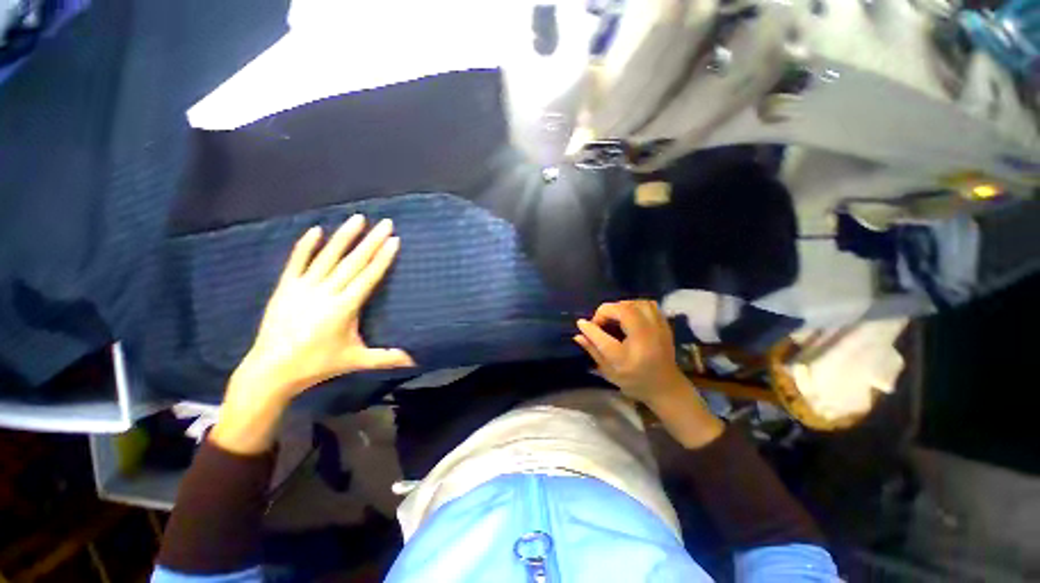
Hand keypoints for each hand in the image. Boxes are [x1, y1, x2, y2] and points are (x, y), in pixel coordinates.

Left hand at [211, 215, 413, 453]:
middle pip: (353, 262)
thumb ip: (386, 357)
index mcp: (344, 308)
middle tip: (385, 223)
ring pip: (327, 257)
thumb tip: (415, 361)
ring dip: (344, 237)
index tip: (394, 240)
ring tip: (357, 218)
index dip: (382, 258)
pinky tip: (316, 230)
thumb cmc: (318, 364)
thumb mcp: (356, 361)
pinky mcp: (285, 288)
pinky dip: (306, 246)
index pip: (368, 276)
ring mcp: (303, 288)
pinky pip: (296, 262)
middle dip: (371, 241)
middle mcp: (325, 292)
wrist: (272, 370)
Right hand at [573, 300, 686, 407]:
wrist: (666, 387)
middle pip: (623, 311)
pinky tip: (629, 315)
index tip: (581, 324)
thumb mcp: (609, 371)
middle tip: (600, 323)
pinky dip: (635, 305)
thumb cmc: (634, 381)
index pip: (603, 337)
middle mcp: (644, 340)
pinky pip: (648, 304)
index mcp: (628, 358)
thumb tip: (578, 334)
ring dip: (620, 307)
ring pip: (636, 304)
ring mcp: (658, 330)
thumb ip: (593, 350)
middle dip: (606, 312)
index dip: (589, 327)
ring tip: (614, 317)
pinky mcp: (664, 324)